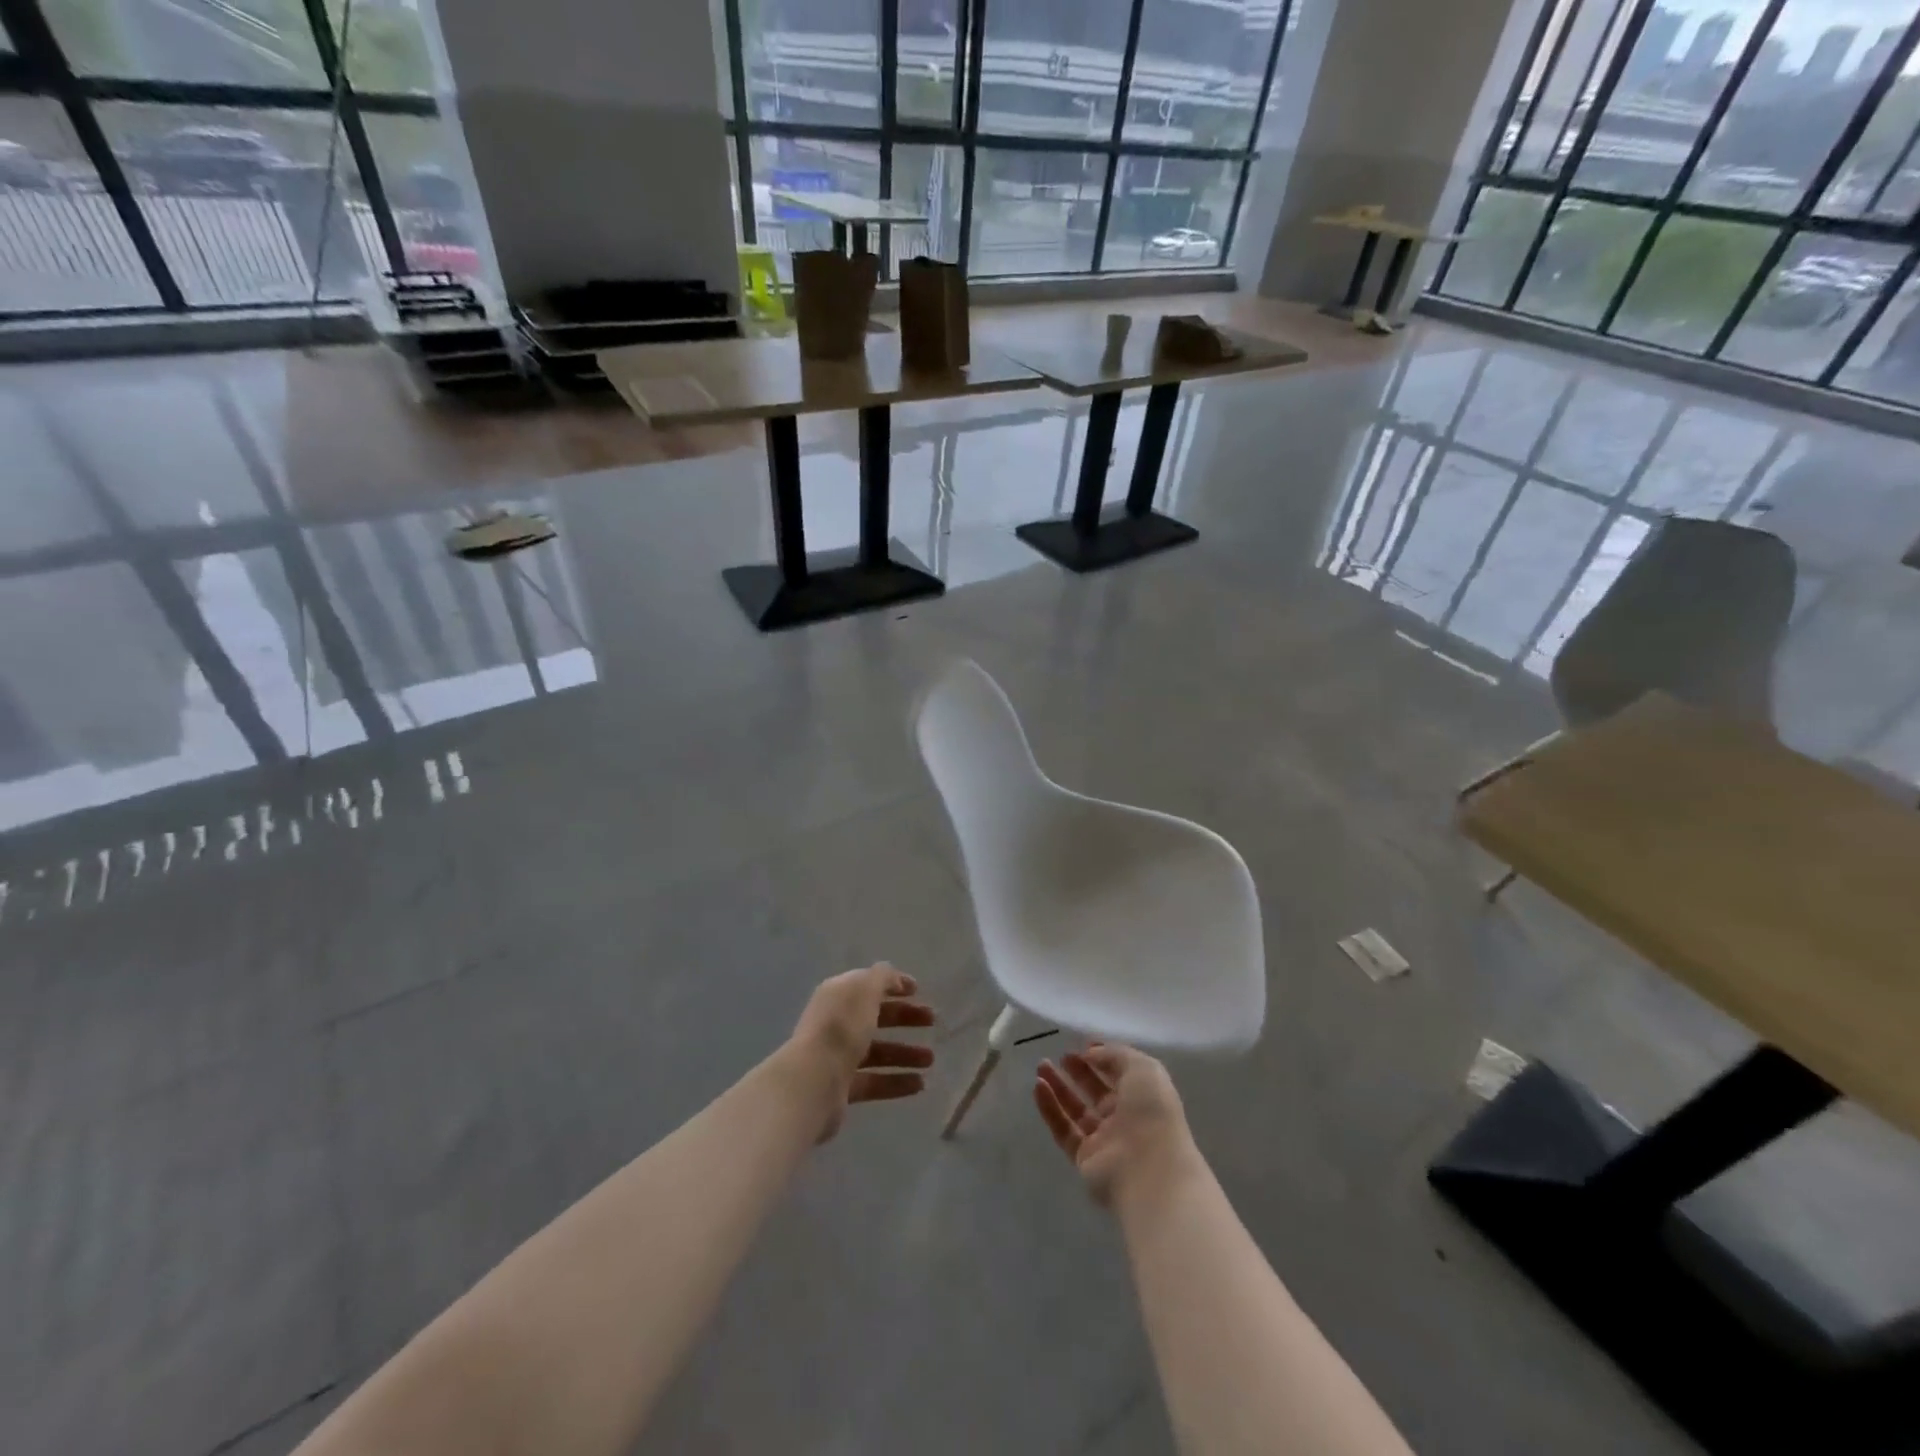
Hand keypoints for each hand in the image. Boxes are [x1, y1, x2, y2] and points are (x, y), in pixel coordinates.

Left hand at [786, 963, 935, 1140]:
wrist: (813, 1081)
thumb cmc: (842, 1027)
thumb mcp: (865, 990)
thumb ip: (882, 977)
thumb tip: (892, 975)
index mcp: (839, 995)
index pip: (868, 985)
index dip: (893, 985)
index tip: (918, 991)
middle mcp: (836, 1023)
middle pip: (875, 1017)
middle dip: (904, 1017)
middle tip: (932, 1022)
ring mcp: (837, 1056)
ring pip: (877, 1051)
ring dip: (905, 1053)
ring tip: (930, 1060)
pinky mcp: (841, 1088)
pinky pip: (874, 1081)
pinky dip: (896, 1081)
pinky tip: (920, 1084)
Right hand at [1034, 1043, 1195, 1205]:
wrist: (1149, 1171)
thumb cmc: (1151, 1113)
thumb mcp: (1142, 1068)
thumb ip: (1115, 1054)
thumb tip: (1090, 1053)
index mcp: (1144, 1096)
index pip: (1121, 1073)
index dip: (1103, 1057)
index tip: (1083, 1044)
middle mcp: (1125, 1118)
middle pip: (1097, 1090)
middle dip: (1079, 1071)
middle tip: (1061, 1055)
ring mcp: (1104, 1140)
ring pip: (1076, 1109)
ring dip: (1059, 1087)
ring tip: (1041, 1066)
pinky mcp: (1084, 1158)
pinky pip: (1063, 1129)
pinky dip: (1050, 1108)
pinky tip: (1038, 1087)